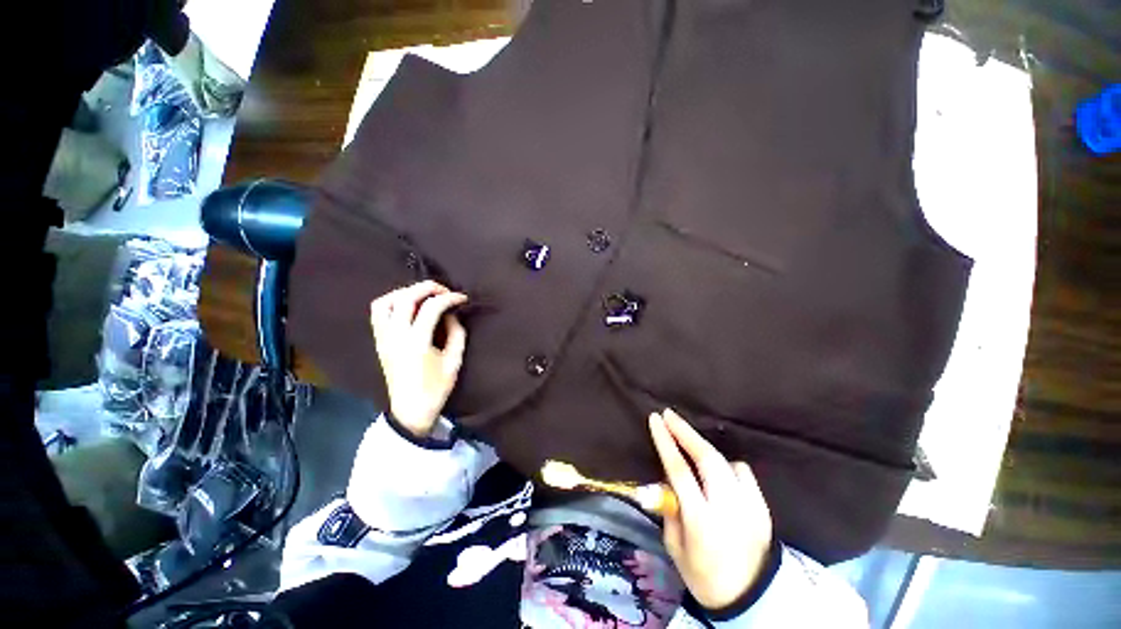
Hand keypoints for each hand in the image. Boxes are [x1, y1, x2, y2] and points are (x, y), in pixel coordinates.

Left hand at [370, 281, 467, 437]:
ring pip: (386, 301)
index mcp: (416, 342)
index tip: (462, 298)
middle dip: (428, 288)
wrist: (410, 410)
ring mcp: (383, 338)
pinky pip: (378, 313)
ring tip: (423, 297)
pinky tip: (407, 306)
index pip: (432, 307)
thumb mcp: (454, 361)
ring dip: (405, 292)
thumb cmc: (436, 388)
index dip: (450, 298)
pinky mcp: (379, 341)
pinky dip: (392, 302)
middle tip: (445, 291)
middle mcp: (395, 335)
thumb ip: (456, 333)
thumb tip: (452, 314)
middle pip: (406, 297)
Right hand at [649, 408, 773, 610]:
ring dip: (705, 449)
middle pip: (707, 458)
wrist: (752, 599)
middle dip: (686, 431)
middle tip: (670, 415)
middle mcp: (728, 508)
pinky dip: (728, 466)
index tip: (656, 420)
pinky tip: (719, 473)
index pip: (679, 471)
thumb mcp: (675, 548)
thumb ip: (669, 510)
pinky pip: (743, 473)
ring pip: (726, 462)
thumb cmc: (704, 576)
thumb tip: (664, 480)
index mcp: (701, 521)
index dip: (666, 441)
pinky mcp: (763, 507)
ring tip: (691, 446)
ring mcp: (750, 506)